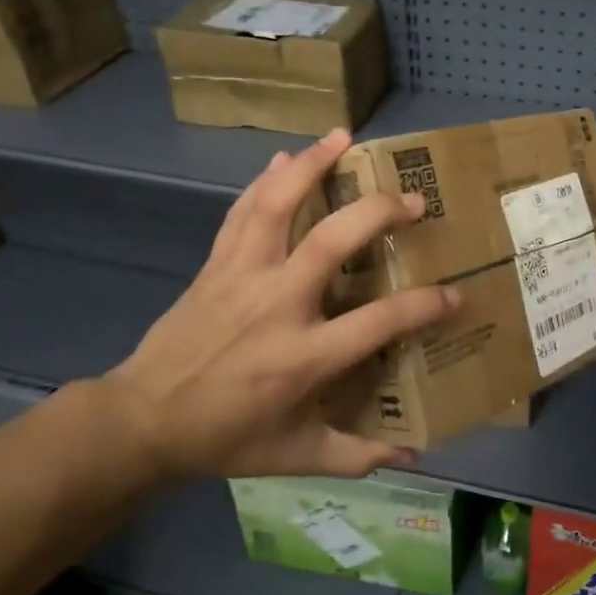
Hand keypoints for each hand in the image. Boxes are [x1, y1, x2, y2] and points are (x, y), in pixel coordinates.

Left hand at [102, 130, 458, 480]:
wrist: (141, 421)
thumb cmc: (225, 438)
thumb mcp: (297, 457)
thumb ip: (358, 455)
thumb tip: (415, 455)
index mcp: (303, 357)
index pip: (378, 321)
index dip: (423, 306)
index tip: (454, 295)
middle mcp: (276, 306)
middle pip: (331, 242)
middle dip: (376, 212)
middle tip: (412, 199)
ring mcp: (241, 278)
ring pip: (276, 208)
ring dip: (311, 166)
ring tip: (343, 137)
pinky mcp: (215, 266)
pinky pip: (242, 214)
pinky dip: (264, 182)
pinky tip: (284, 158)